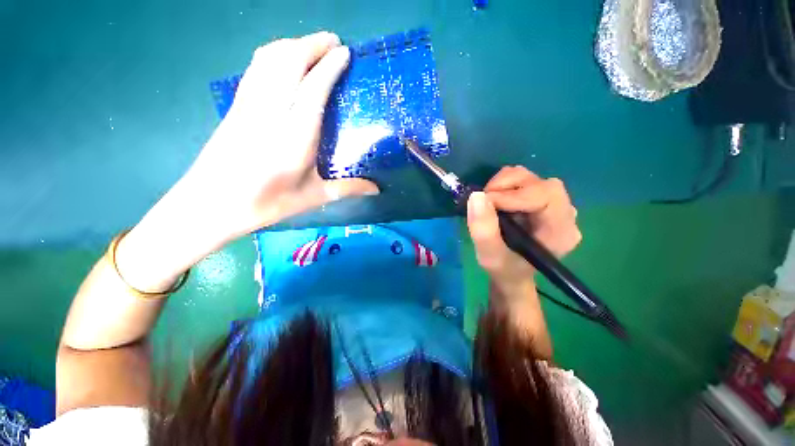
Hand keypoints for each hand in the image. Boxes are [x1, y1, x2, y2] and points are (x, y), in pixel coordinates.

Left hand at [179, 31, 378, 240]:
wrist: (211, 204)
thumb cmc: (267, 204)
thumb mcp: (313, 198)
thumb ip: (347, 189)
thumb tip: (377, 189)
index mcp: (294, 138)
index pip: (313, 90)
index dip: (329, 67)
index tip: (345, 52)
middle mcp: (270, 113)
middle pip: (289, 63)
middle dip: (312, 45)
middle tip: (333, 41)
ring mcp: (248, 105)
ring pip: (269, 59)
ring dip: (292, 45)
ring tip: (312, 45)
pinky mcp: (236, 106)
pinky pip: (256, 68)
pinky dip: (273, 54)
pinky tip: (283, 58)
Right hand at [466, 166, 580, 290]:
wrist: (512, 274)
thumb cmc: (505, 270)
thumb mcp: (490, 256)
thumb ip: (484, 230)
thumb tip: (476, 196)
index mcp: (560, 230)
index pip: (545, 195)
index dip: (512, 194)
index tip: (484, 203)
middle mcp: (564, 213)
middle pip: (539, 182)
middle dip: (506, 186)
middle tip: (484, 201)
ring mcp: (553, 204)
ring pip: (530, 177)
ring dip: (503, 184)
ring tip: (489, 204)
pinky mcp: (540, 199)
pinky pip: (523, 181)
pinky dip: (504, 185)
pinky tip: (496, 202)